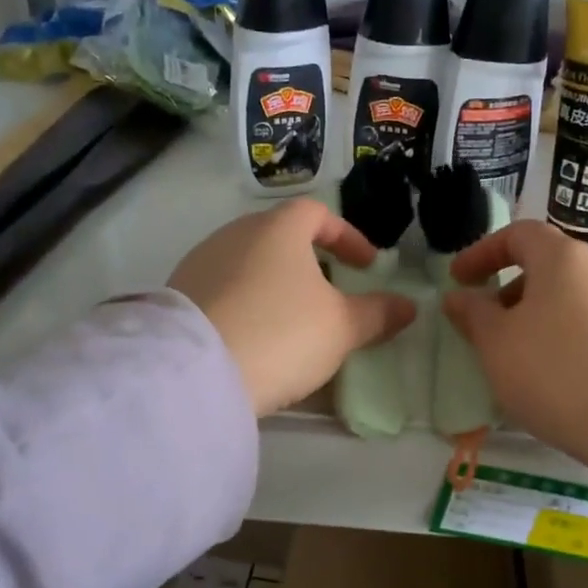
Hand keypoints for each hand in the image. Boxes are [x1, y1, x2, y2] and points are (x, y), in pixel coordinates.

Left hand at [170, 199, 415, 415]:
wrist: (193, 373)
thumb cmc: (281, 333)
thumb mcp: (341, 327)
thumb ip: (377, 313)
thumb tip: (408, 306)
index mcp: (277, 228)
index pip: (317, 214)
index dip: (348, 236)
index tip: (367, 266)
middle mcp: (235, 234)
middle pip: (280, 235)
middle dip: (310, 259)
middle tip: (331, 289)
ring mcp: (201, 263)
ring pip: (249, 262)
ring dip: (276, 283)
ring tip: (293, 316)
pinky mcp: (178, 296)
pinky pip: (224, 289)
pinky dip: (248, 302)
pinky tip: (256, 335)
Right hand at [444, 220, 587, 481]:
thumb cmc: (558, 373)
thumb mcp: (498, 345)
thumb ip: (473, 314)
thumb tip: (459, 296)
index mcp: (563, 257)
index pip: (518, 234)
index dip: (482, 252)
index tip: (459, 281)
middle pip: (549, 265)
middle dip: (512, 290)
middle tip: (490, 326)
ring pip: (575, 295)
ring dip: (542, 315)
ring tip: (525, 355)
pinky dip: (572, 334)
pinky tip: (565, 373)